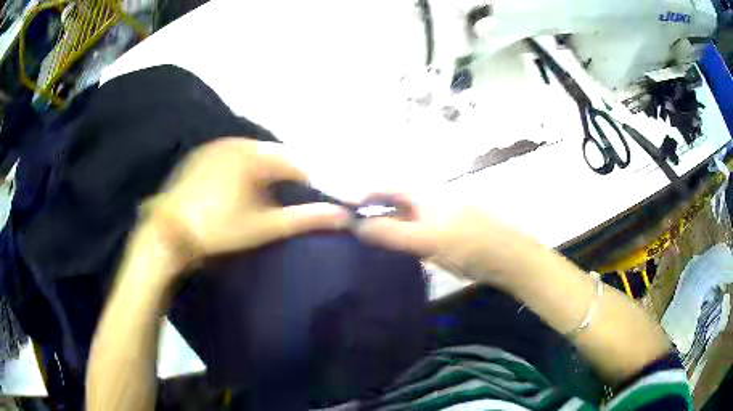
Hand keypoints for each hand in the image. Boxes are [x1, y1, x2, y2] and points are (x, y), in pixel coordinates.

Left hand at [144, 138, 349, 266]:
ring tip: (261, 198)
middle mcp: (235, 141)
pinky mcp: (201, 154)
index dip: (307, 182)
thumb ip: (303, 219)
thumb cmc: (218, 230)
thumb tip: (342, 216)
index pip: (295, 162)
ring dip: (263, 172)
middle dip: (284, 176)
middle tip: (283, 202)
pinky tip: (236, 190)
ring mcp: (215, 146)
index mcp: (253, 155)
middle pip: (274, 156)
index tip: (308, 202)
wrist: (169, 233)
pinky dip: (242, 168)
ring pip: (253, 154)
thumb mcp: (263, 227)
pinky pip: (232, 155)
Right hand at [354, 193, 538, 287]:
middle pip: (394, 203)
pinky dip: (399, 242)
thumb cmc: (469, 245)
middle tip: (348, 231)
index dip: (364, 195)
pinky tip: (390, 255)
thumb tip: (355, 226)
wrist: (508, 260)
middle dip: (371, 213)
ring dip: (384, 229)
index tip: (342, 211)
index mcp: (427, 195)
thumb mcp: (427, 239)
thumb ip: (391, 232)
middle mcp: (430, 203)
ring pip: (404, 221)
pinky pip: (415, 235)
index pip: (388, 188)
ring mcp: (439, 221)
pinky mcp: (445, 238)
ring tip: (362, 244)